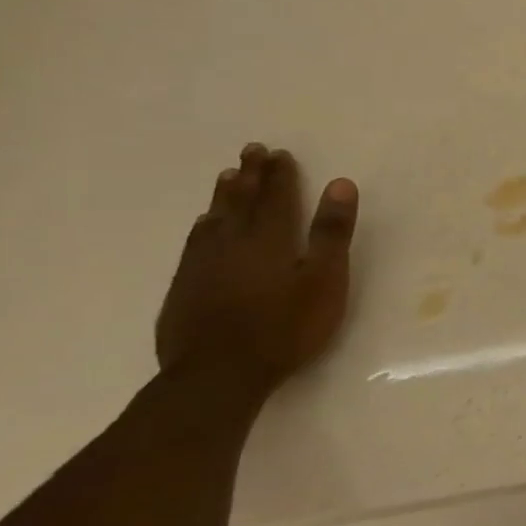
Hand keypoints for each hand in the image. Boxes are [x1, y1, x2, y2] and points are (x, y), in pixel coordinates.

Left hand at [156, 143, 358, 397]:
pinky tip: (203, 226)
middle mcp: (232, 243)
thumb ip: (332, 233)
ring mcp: (203, 265)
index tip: (280, 153)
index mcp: (270, 240)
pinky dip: (203, 226)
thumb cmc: (285, 328)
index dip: (280, 175)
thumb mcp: (324, 281)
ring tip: (227, 177)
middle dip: (250, 175)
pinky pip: (194, 243)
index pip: (276, 198)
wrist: (218, 375)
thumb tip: (340, 183)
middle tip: (252, 151)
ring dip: (224, 196)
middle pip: (242, 201)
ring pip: (214, 219)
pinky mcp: (185, 288)